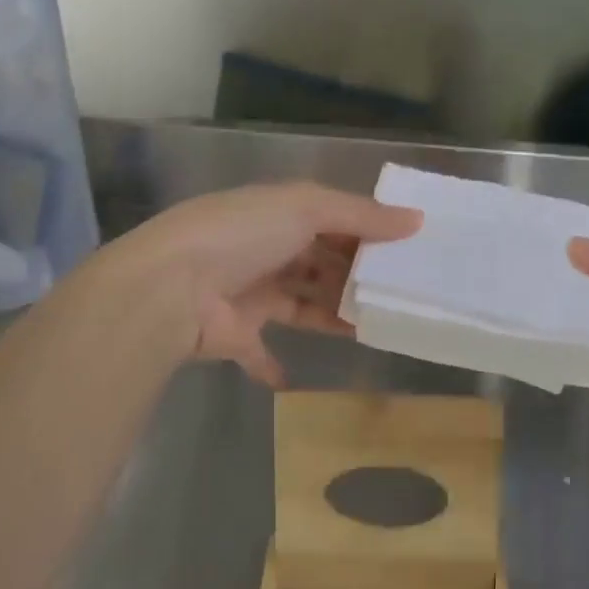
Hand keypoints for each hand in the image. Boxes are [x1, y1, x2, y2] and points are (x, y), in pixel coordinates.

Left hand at [100, 182, 420, 387]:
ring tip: (375, 328)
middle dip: (352, 276)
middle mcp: (264, 250)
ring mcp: (248, 293)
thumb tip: (417, 220)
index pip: (330, 220)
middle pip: (318, 263)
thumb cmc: (242, 235)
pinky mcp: (236, 334)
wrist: (171, 288)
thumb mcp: (306, 209)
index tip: (404, 250)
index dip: (365, 232)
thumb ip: (361, 215)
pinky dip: (275, 365)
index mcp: (277, 214)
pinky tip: (298, 379)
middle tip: (398, 293)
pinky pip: (261, 352)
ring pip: (302, 304)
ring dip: (332, 315)